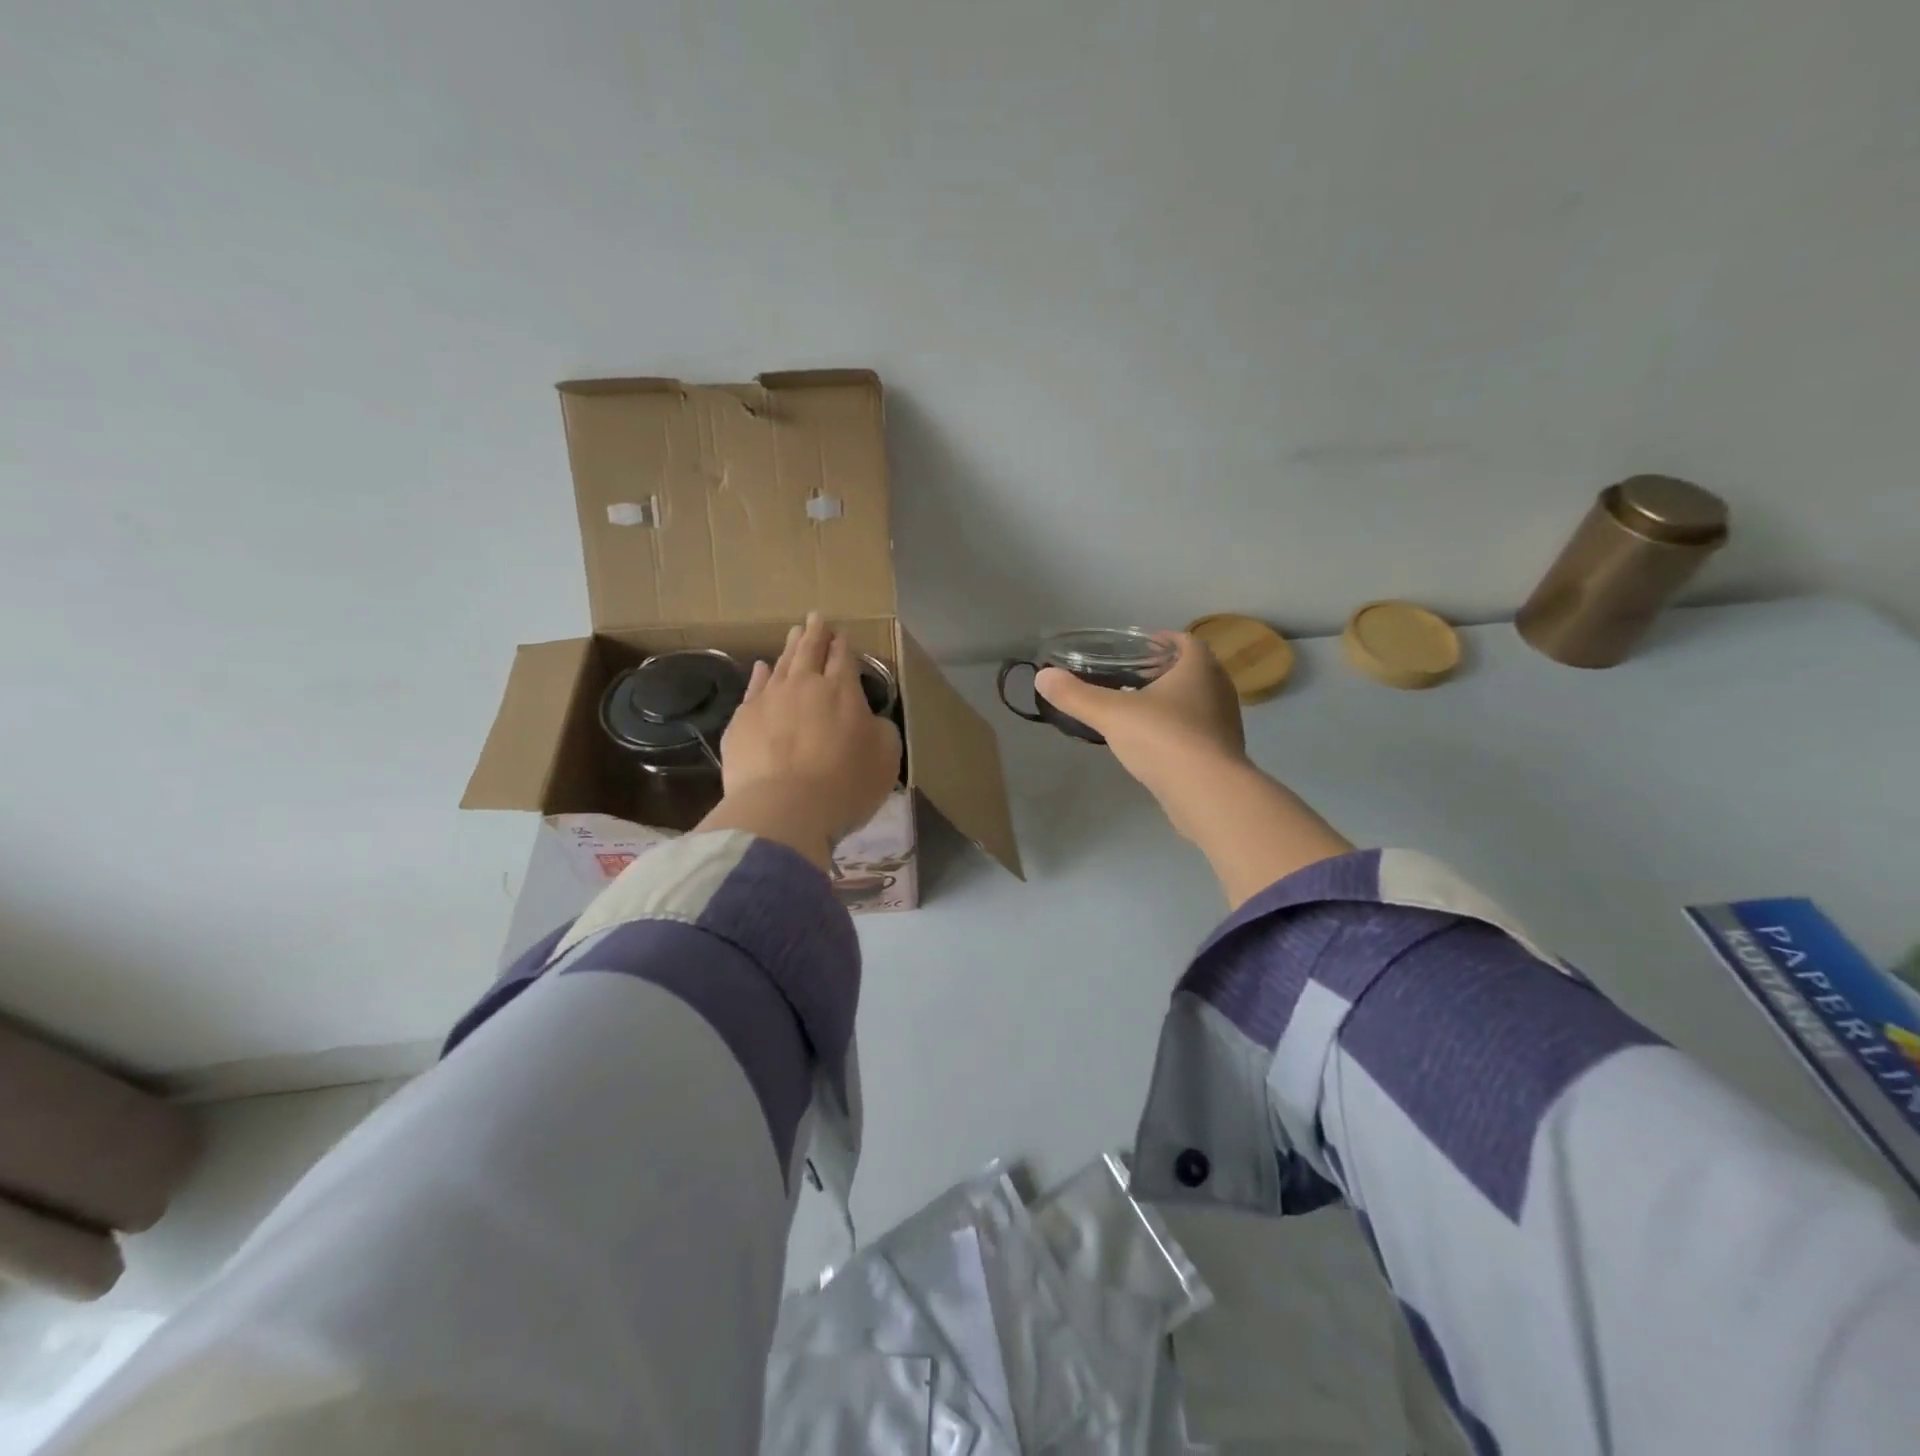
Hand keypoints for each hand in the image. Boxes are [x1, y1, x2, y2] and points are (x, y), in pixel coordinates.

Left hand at [702, 613, 901, 868]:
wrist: (784, 809)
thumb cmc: (845, 784)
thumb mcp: (885, 757)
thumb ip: (880, 730)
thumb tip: (869, 719)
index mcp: (842, 690)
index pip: (843, 658)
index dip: (843, 645)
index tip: (841, 634)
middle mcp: (804, 685)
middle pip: (809, 652)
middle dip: (815, 633)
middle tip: (815, 618)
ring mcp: (768, 700)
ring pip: (781, 665)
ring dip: (789, 648)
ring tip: (793, 634)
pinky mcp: (741, 722)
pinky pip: (753, 688)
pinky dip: (760, 675)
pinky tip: (761, 668)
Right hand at [1040, 629, 1351, 902]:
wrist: (1208, 794)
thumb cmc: (1163, 739)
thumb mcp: (1111, 714)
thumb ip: (1076, 695)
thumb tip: (1042, 677)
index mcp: (1199, 668)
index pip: (1186, 641)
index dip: (1164, 640)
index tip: (1141, 646)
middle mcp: (1220, 689)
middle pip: (1195, 670)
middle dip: (1168, 670)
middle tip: (1136, 676)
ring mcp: (1226, 724)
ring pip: (1200, 702)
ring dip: (1176, 701)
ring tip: (1142, 709)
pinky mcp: (1224, 754)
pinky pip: (1200, 731)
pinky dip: (1181, 729)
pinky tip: (1156, 743)